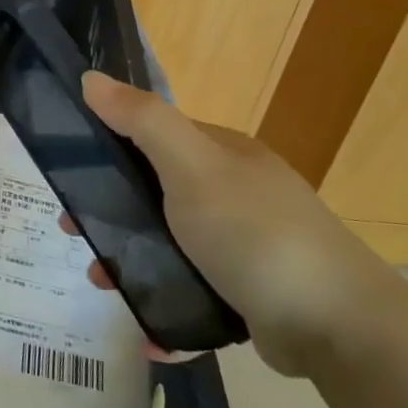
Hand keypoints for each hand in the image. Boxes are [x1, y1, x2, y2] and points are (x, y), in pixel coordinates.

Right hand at [80, 71, 404, 377]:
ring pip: (168, 244)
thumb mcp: (192, 167)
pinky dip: (165, 304)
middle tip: (75, 235)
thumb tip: (91, 77)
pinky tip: (147, 330)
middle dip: (111, 213)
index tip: (70, 175)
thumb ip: (142, 121)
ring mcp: (244, 244)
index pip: (155, 137)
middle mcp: (234, 193)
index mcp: (223, 155)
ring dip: (130, 262)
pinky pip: (192, 290)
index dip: (108, 149)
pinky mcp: (248, 292)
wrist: (338, 327)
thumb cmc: (255, 234)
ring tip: (104, 286)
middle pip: (155, 193)